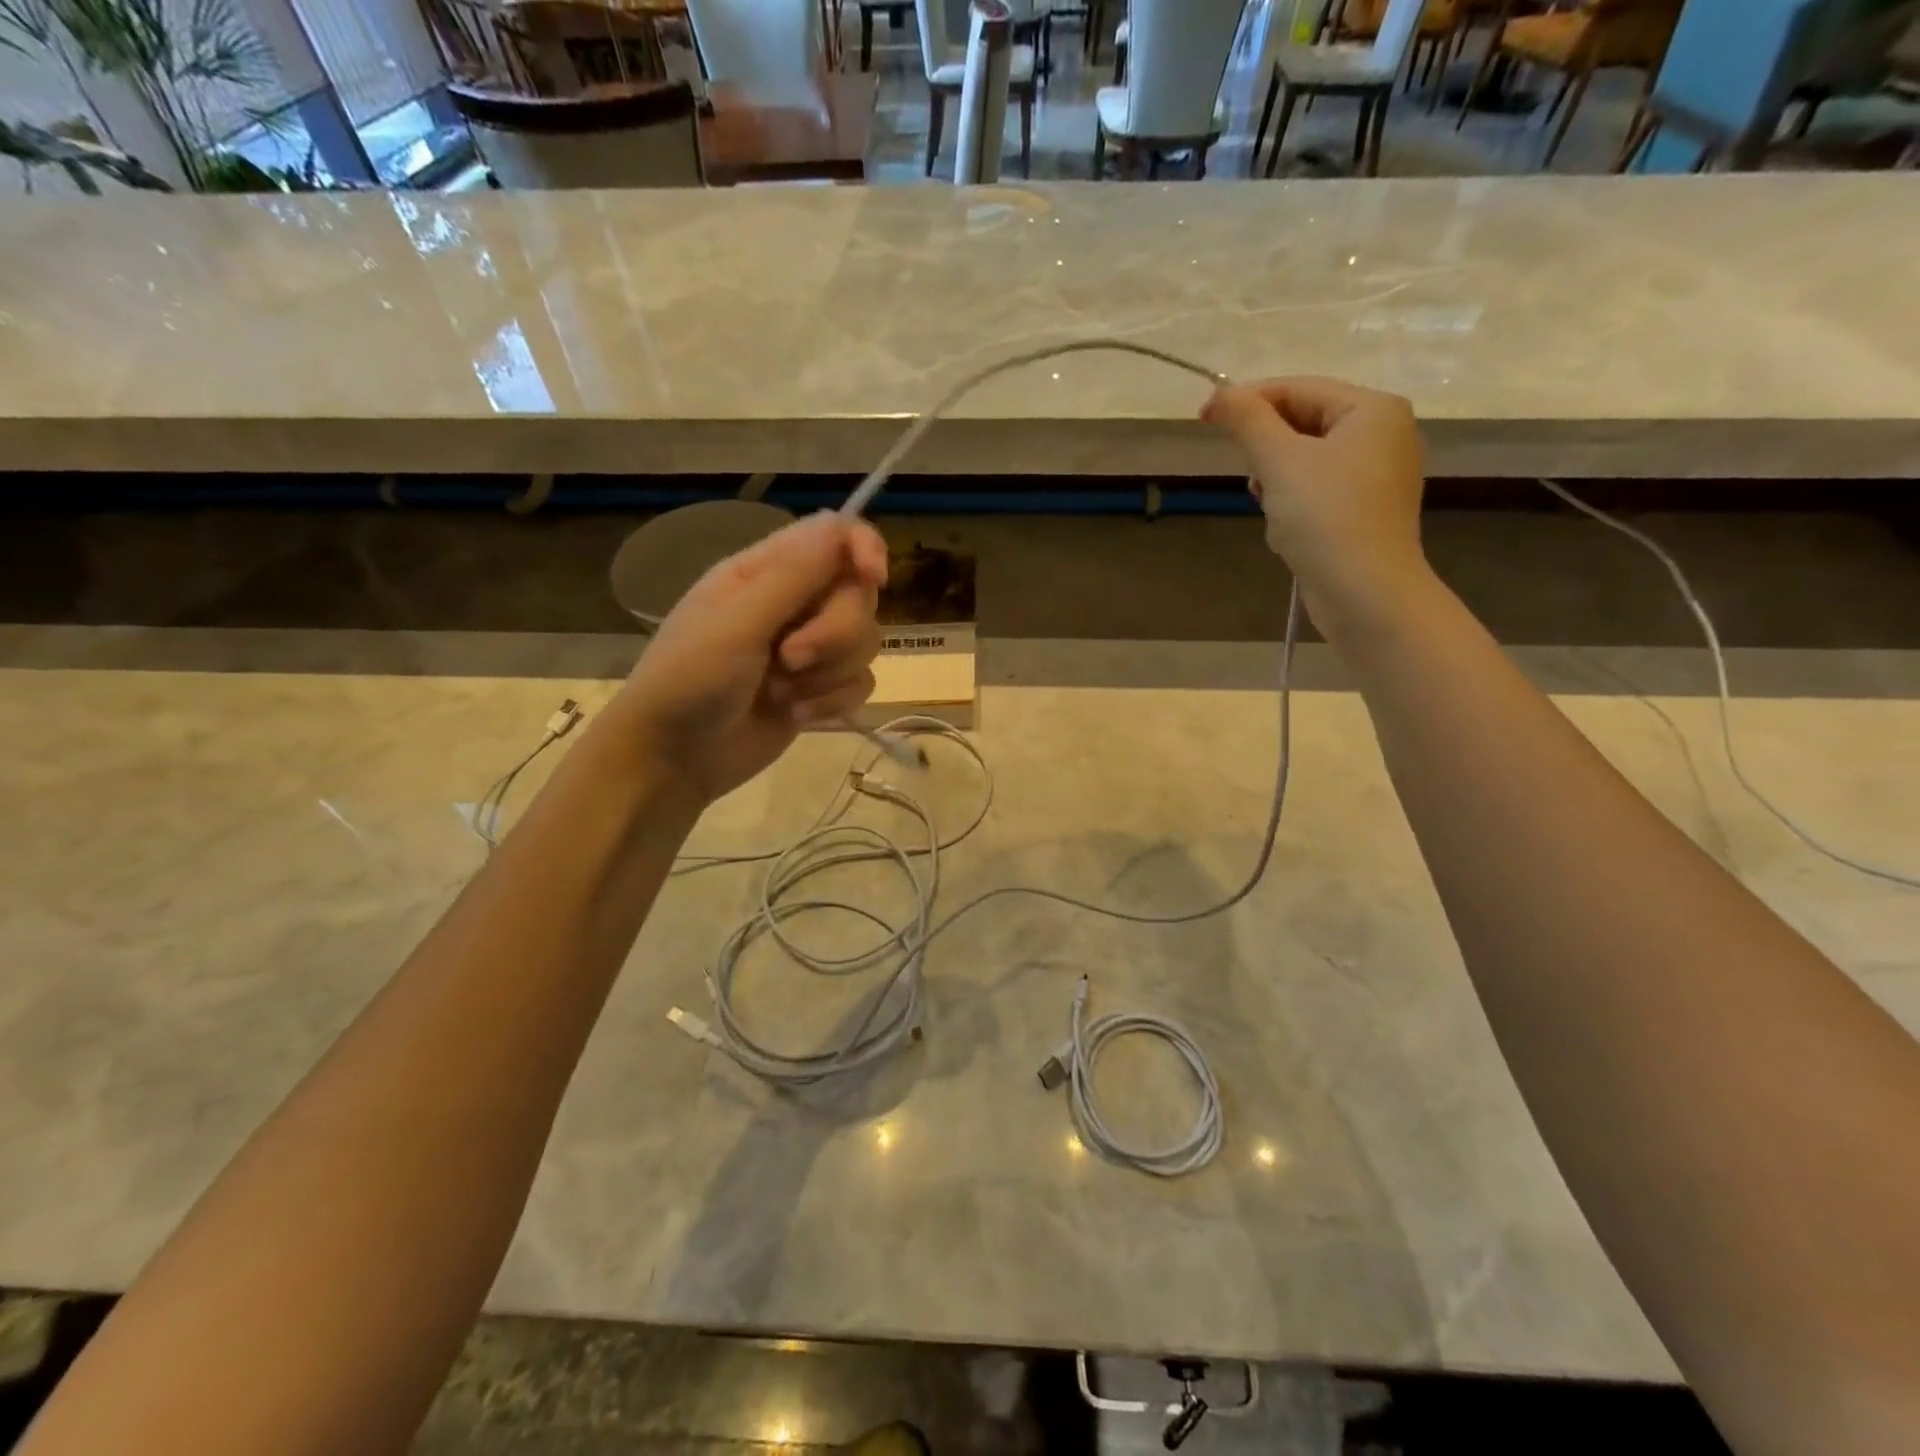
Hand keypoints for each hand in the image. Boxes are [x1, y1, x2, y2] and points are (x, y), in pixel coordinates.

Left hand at [612, 512, 887, 803]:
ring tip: (784, 694)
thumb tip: (845, 525)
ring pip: (865, 641)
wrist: (675, 759)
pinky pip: (860, 682)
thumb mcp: (736, 624)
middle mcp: (794, 603)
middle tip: (790, 659)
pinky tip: (797, 716)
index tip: (875, 579)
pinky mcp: (821, 690)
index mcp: (765, 572)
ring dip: (831, 673)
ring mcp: (810, 648)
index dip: (864, 548)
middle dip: (835, 634)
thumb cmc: (689, 681)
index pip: (835, 535)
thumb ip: (793, 576)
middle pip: (858, 595)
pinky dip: (833, 702)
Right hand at [1202, 376, 1430, 635]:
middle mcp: (1384, 434)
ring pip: (1307, 460)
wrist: (1364, 591)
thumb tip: (1220, 394)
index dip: (1248, 400)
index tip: (1204, 418)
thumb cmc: (1324, 517)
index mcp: (1372, 409)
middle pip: (1304, 423)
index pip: (1299, 388)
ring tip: (1270, 507)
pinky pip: (1319, 491)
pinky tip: (1286, 529)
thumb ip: (1247, 420)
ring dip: (1276, 481)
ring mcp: (1378, 475)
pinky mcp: (1367, 511)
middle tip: (1250, 478)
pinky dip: (1294, 504)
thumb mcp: (1278, 461)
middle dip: (1267, 450)